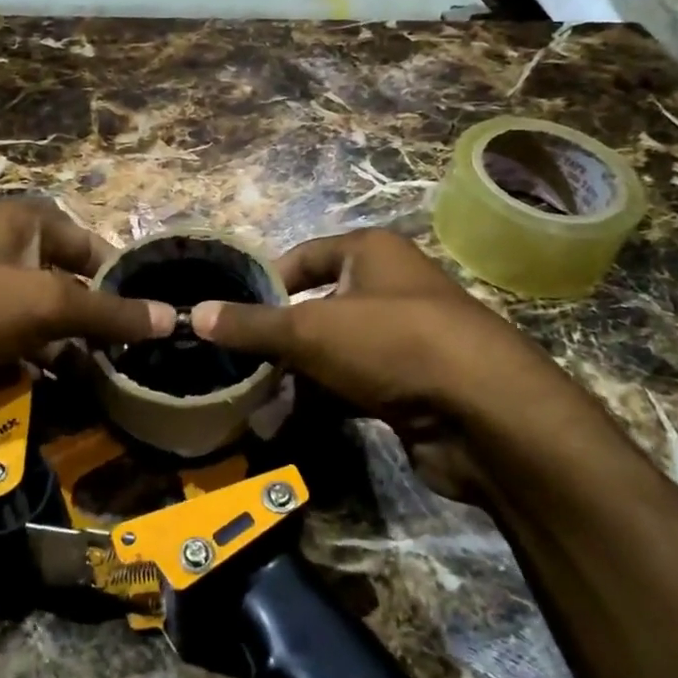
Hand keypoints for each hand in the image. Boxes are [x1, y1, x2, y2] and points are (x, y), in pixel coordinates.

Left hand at [0, 199, 169, 445]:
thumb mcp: (44, 304)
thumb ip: (109, 314)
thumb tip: (173, 318)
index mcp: (24, 223)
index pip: (92, 248)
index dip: (122, 283)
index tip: (150, 325)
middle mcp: (1, 250)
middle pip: (66, 288)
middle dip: (93, 328)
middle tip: (127, 369)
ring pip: (36, 325)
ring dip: (62, 357)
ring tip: (96, 394)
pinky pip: (4, 349)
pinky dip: (25, 371)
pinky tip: (46, 401)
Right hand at [189, 229, 567, 499]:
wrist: (483, 413)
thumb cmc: (391, 343)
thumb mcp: (310, 328)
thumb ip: (252, 324)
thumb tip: (194, 313)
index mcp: (370, 252)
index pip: (303, 256)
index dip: (265, 282)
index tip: (229, 313)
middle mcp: (388, 287)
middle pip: (316, 307)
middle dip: (278, 338)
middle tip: (236, 363)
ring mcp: (402, 338)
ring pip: (332, 351)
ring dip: (296, 376)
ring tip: (255, 400)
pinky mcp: (410, 384)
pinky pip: (353, 385)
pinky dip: (324, 401)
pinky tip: (291, 424)